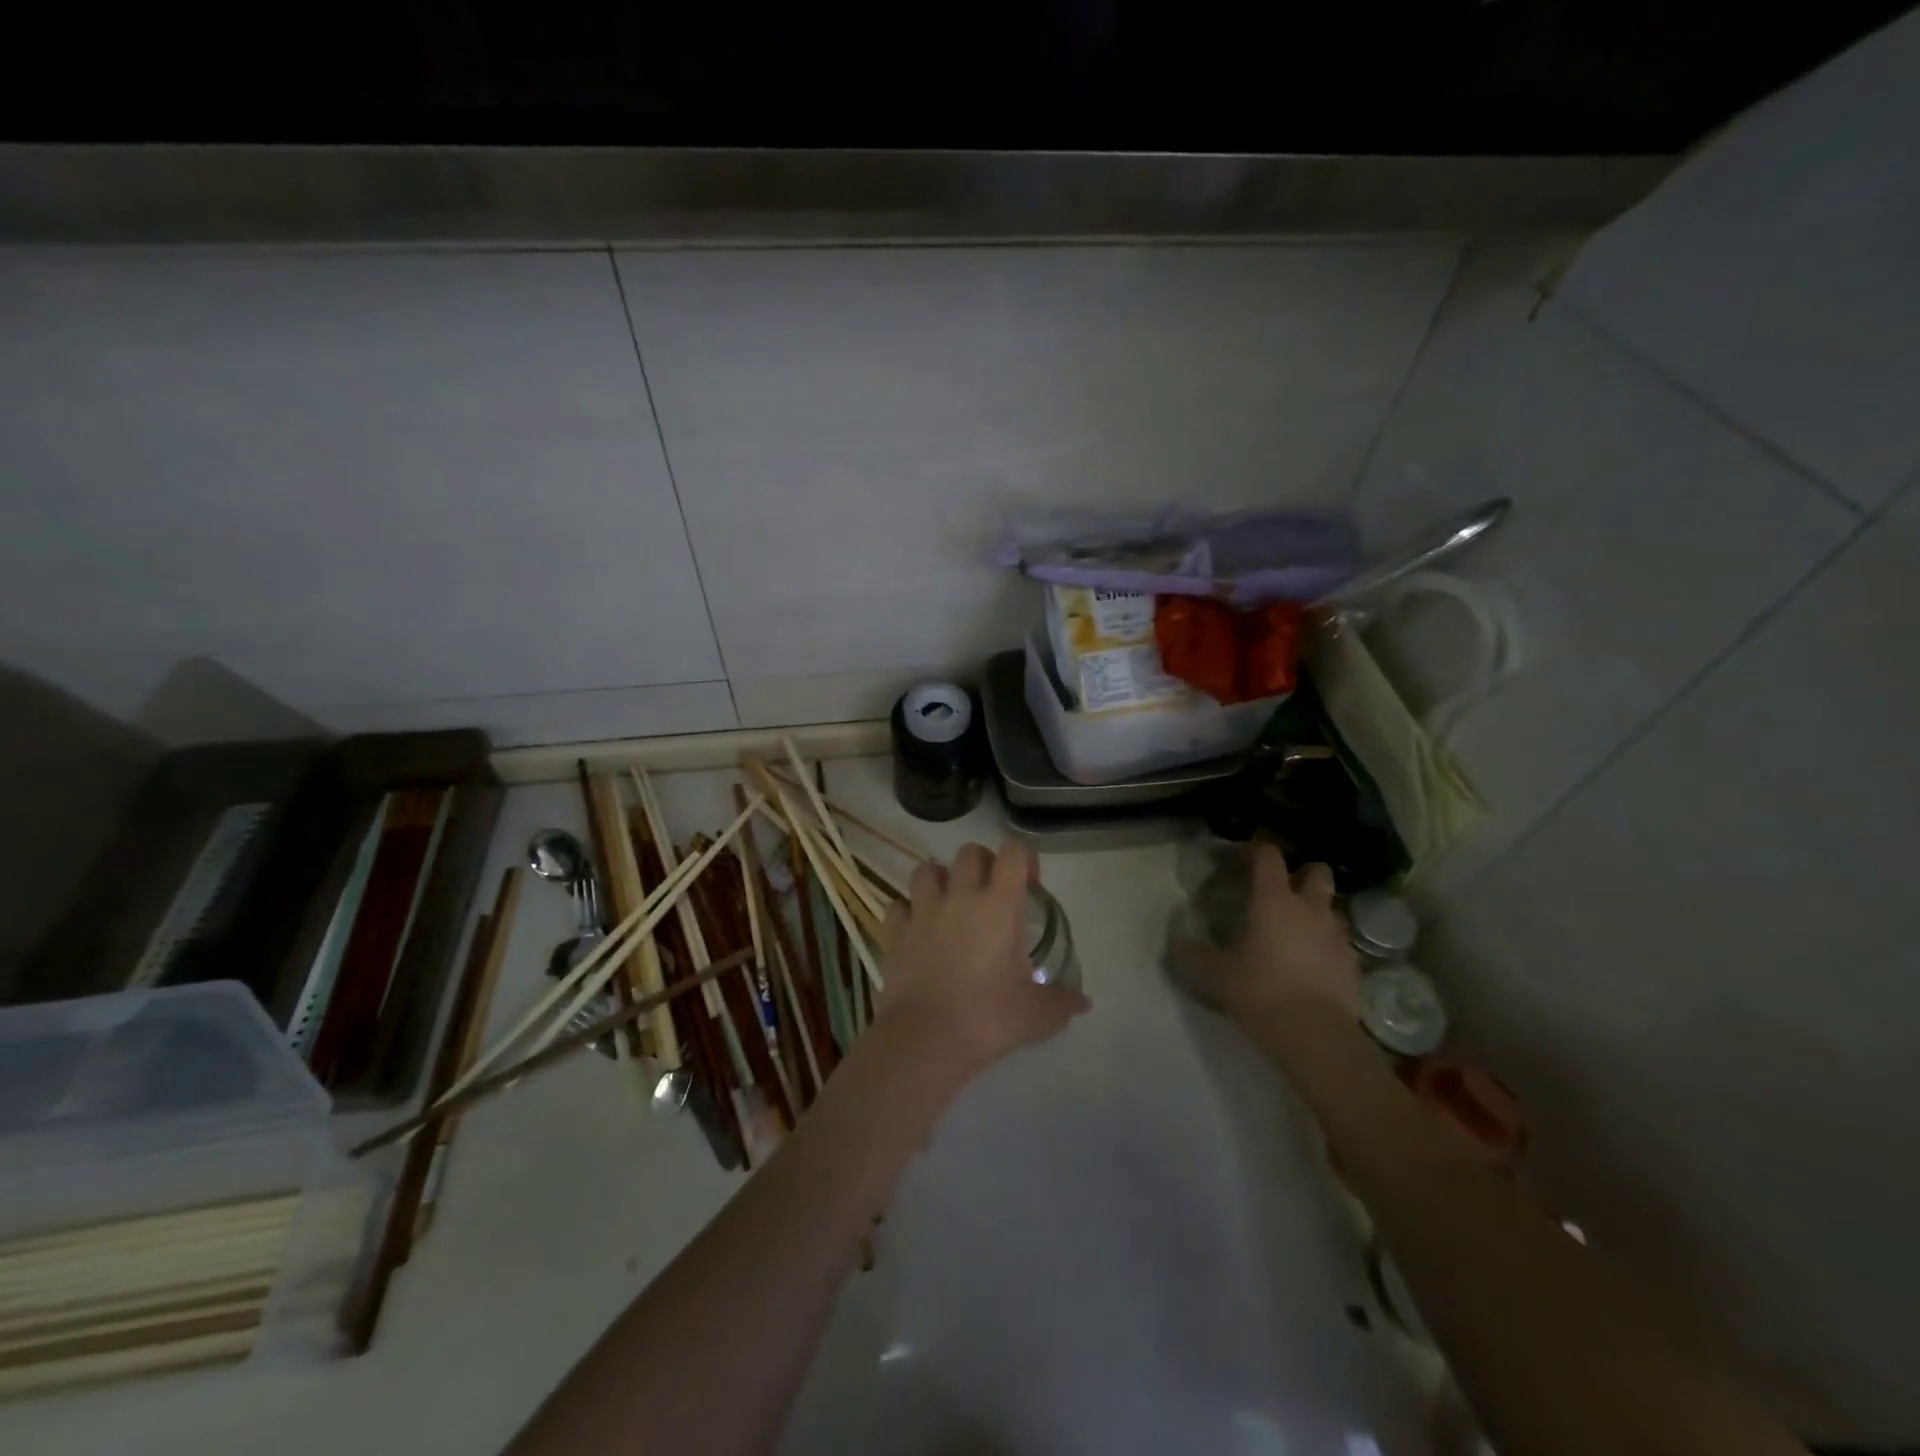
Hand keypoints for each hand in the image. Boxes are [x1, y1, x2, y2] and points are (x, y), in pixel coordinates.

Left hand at [874, 841, 1089, 1074]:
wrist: (926, 1037)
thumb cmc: (989, 1018)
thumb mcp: (1037, 1014)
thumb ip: (1063, 1002)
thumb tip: (1083, 1003)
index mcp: (999, 905)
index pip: (1013, 853)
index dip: (1023, 860)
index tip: (1029, 886)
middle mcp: (960, 896)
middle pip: (969, 852)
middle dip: (983, 863)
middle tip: (991, 892)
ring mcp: (923, 911)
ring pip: (926, 869)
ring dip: (940, 878)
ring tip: (949, 902)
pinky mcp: (895, 932)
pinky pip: (898, 906)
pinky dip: (907, 911)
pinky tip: (917, 930)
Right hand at [1171, 846, 1360, 1054]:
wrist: (1317, 1037)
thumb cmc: (1261, 992)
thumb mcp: (1215, 975)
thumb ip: (1194, 954)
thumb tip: (1180, 941)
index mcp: (1273, 900)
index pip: (1268, 856)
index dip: (1256, 851)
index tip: (1243, 859)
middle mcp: (1309, 908)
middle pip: (1316, 871)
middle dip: (1302, 874)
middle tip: (1282, 892)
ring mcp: (1337, 935)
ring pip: (1331, 907)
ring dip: (1316, 911)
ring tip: (1296, 932)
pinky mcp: (1353, 964)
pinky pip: (1339, 942)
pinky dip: (1326, 945)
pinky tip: (1311, 964)